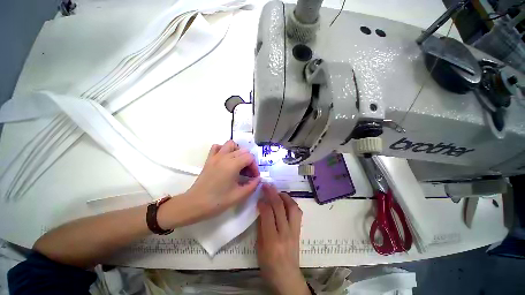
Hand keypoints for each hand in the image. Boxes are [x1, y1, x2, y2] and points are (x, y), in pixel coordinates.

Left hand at [184, 140, 260, 221]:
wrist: (194, 204)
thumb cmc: (217, 201)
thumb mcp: (239, 196)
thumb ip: (252, 186)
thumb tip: (258, 179)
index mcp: (233, 164)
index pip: (250, 157)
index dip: (254, 167)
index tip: (254, 177)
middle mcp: (225, 156)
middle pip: (243, 150)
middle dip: (248, 161)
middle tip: (247, 174)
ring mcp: (216, 156)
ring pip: (230, 144)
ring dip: (238, 151)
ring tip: (238, 164)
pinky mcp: (209, 159)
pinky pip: (217, 147)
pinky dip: (224, 149)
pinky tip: (226, 159)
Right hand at [257, 184, 309, 294]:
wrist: (287, 278)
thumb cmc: (269, 266)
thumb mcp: (259, 248)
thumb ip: (260, 227)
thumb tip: (261, 209)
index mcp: (272, 240)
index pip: (268, 214)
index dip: (263, 203)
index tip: (259, 197)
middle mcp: (285, 233)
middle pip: (280, 207)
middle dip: (272, 193)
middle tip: (267, 185)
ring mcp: (295, 231)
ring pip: (292, 207)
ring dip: (284, 196)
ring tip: (277, 191)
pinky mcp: (299, 230)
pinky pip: (297, 212)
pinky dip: (291, 203)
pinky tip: (285, 200)